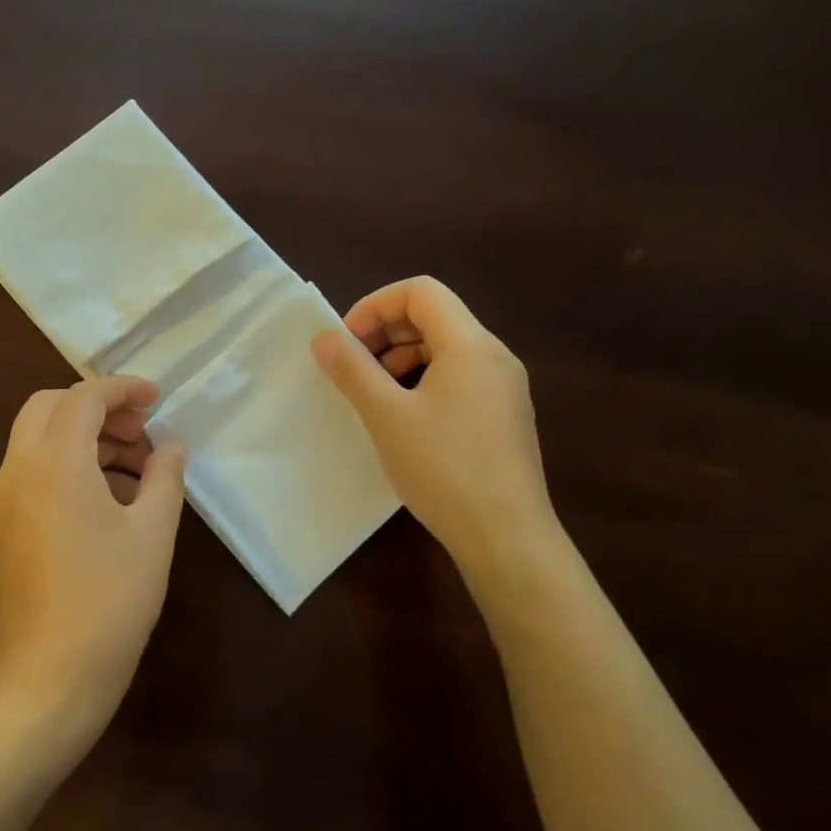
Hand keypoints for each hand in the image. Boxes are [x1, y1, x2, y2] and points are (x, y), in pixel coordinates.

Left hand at [0, 375, 187, 737]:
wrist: (51, 675)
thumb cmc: (110, 598)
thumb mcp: (153, 532)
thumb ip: (165, 476)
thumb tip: (173, 445)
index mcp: (55, 461)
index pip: (84, 397)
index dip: (123, 389)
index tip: (158, 400)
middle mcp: (19, 468)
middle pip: (50, 406)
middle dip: (97, 406)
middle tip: (141, 431)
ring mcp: (6, 497)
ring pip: (38, 436)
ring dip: (83, 434)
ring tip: (136, 466)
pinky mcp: (6, 523)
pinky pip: (34, 468)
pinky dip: (68, 461)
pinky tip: (110, 496)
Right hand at [311, 277, 554, 572]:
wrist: (507, 538)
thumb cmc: (443, 468)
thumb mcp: (386, 415)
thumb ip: (352, 369)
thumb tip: (323, 337)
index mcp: (471, 344)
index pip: (420, 292)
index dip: (375, 306)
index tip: (346, 342)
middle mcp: (494, 356)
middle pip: (434, 317)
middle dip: (385, 333)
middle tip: (352, 369)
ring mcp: (504, 388)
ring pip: (446, 349)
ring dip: (402, 359)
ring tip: (374, 396)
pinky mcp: (504, 417)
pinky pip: (459, 378)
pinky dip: (423, 382)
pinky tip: (404, 419)